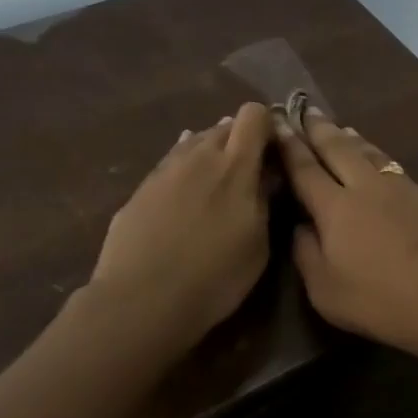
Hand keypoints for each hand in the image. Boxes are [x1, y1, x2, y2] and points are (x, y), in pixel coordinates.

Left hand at [86, 101, 273, 348]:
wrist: (141, 302)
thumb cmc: (215, 277)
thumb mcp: (259, 244)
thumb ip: (265, 200)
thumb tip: (268, 174)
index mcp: (235, 166)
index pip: (254, 115)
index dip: (268, 124)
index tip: (276, 149)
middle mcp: (199, 156)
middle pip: (224, 126)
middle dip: (241, 140)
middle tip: (251, 170)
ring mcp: (165, 170)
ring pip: (194, 142)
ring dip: (211, 154)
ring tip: (218, 183)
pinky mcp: (140, 189)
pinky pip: (170, 165)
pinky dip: (185, 170)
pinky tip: (186, 190)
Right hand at [272, 108, 417, 365]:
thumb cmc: (379, 301)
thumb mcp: (325, 290)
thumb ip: (306, 253)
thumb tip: (299, 225)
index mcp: (335, 207)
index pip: (305, 168)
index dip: (289, 145)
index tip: (277, 122)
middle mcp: (367, 186)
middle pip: (338, 148)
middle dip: (319, 128)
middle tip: (305, 109)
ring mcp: (402, 188)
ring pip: (371, 152)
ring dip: (351, 137)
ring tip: (341, 127)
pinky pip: (393, 165)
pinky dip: (378, 155)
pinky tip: (380, 161)